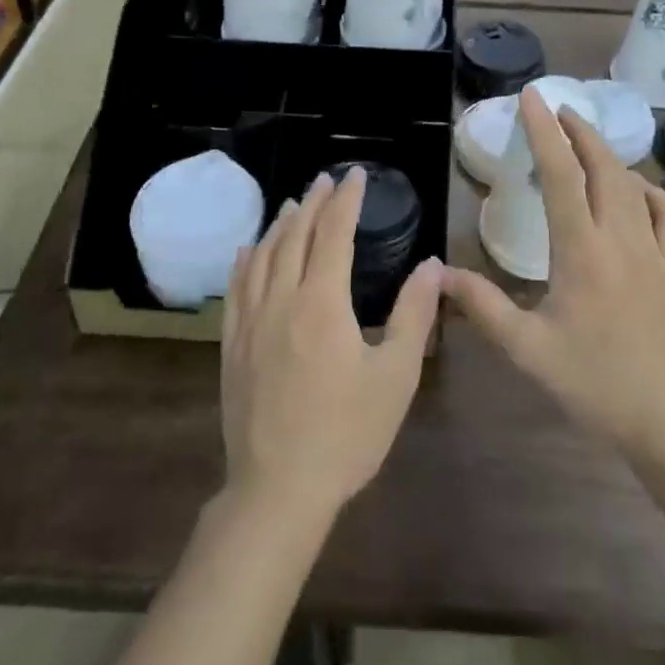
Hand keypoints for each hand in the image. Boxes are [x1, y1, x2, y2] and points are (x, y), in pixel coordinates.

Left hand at [221, 166, 439, 518]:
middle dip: (313, 203)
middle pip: (294, 236)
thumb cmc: (347, 433)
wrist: (279, 489)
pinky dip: (246, 259)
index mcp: (322, 303)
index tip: (355, 175)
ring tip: (293, 204)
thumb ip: (414, 314)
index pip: (334, 234)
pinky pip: (237, 287)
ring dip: (280, 225)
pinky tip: (249, 250)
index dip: (346, 200)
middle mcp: (281, 300)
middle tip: (325, 180)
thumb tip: (431, 265)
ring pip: (262, 256)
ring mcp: (250, 322)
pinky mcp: (232, 345)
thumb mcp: (396, 375)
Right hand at [440, 87, 664, 461]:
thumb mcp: (527, 349)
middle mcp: (621, 239)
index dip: (544, 132)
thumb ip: (483, 307)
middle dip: (578, 131)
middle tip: (556, 110)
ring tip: (585, 140)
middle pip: (603, 168)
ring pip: (634, 186)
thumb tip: (439, 274)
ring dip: (608, 154)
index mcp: (582, 251)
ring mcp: (654, 252)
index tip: (532, 98)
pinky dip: (650, 190)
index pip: (562, 175)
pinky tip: (638, 189)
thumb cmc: (593, 383)